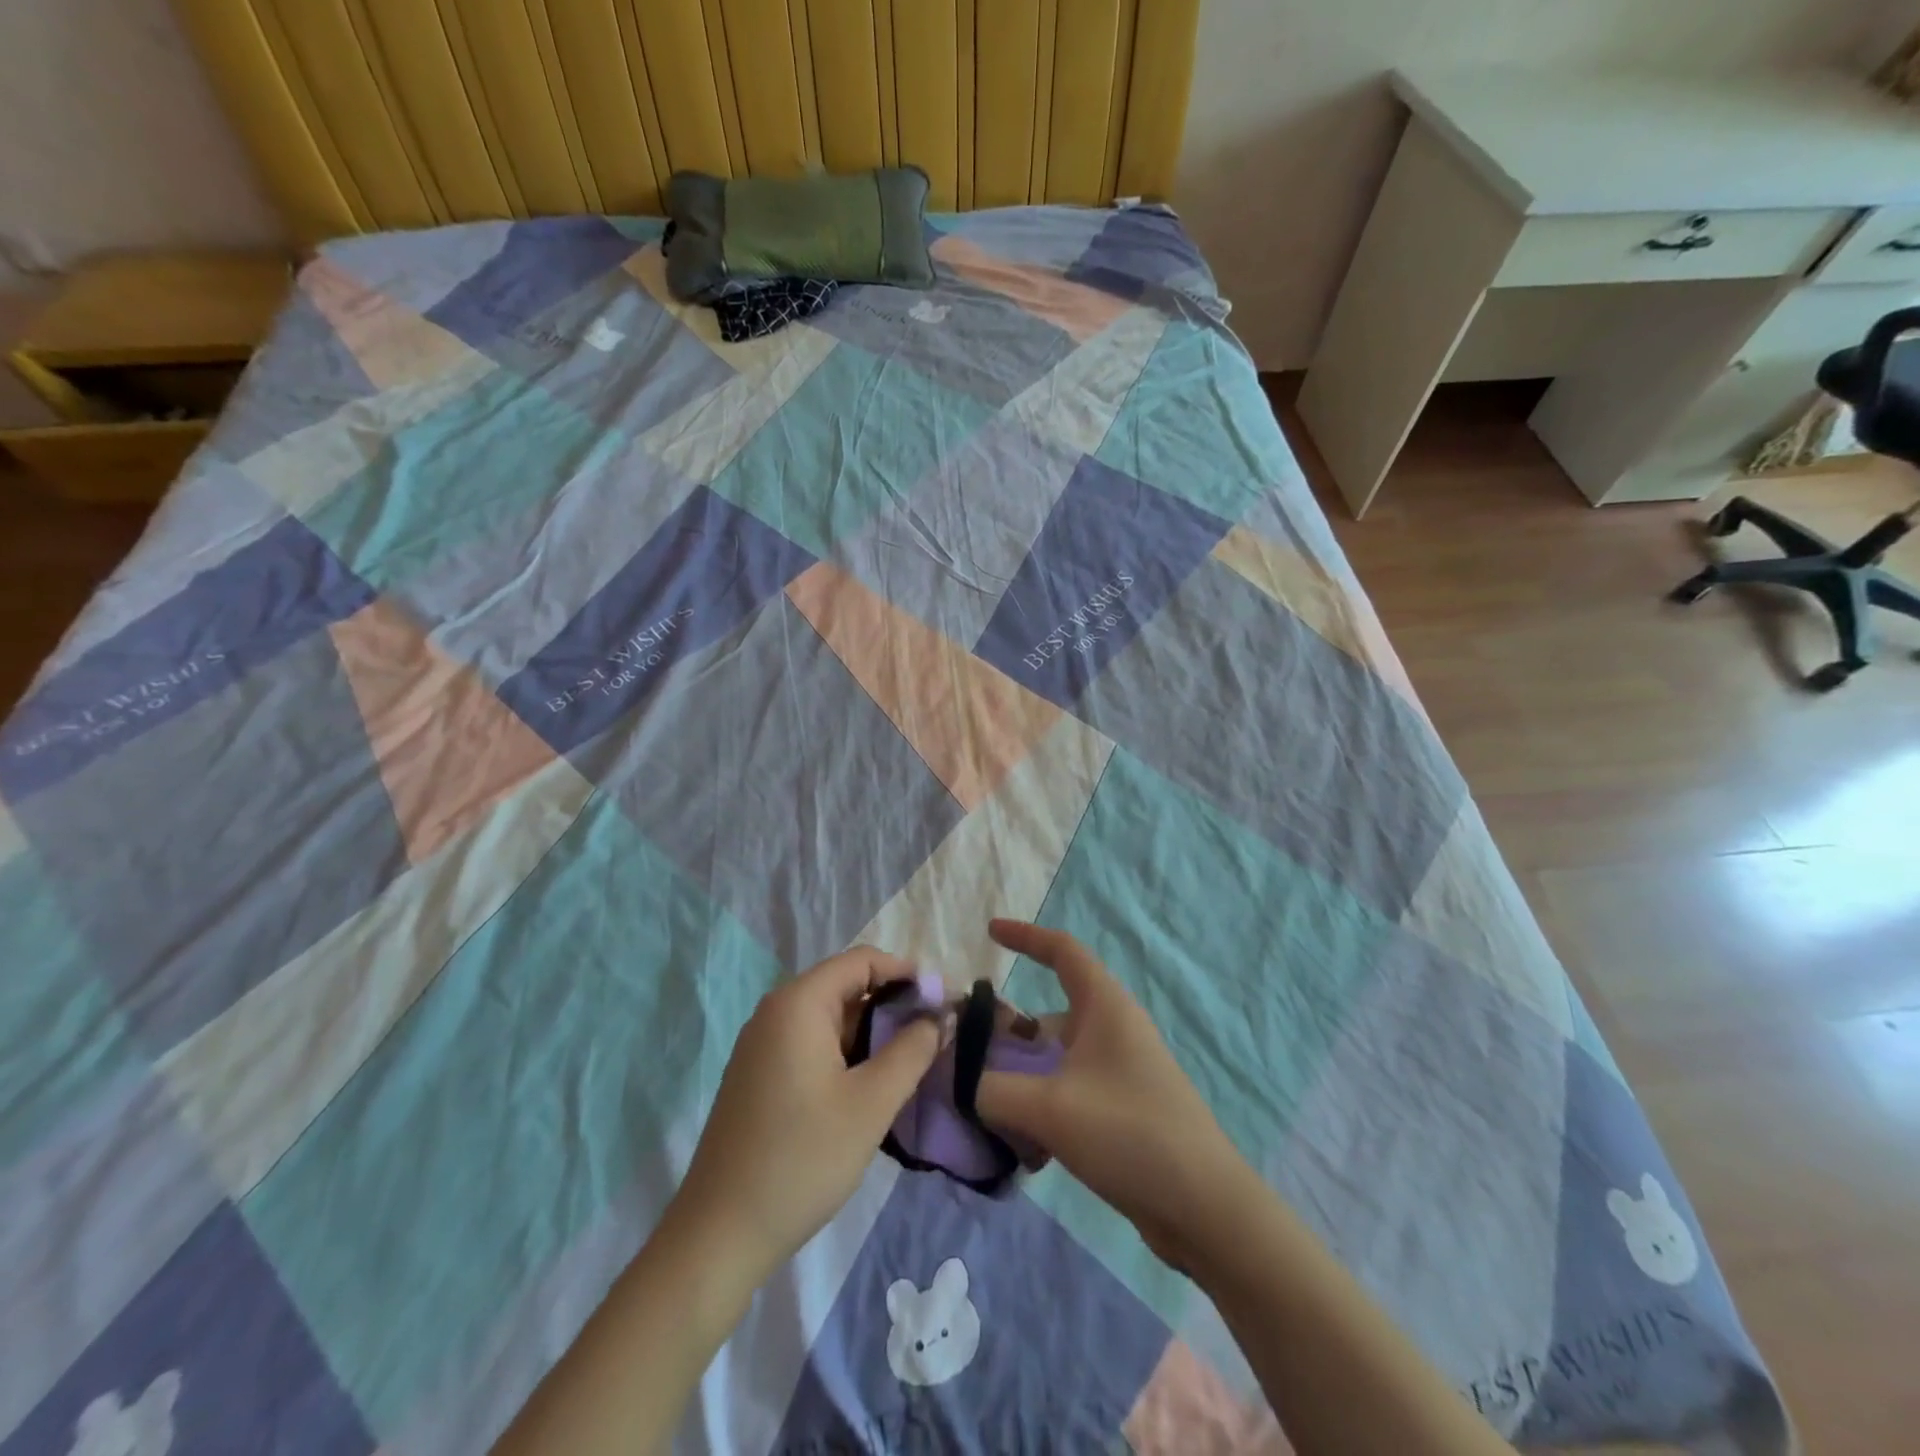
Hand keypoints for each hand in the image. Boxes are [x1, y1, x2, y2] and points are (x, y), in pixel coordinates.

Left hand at [665, 947, 946, 1288]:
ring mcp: (762, 1043)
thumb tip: (941, 1016)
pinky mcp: (760, 1073)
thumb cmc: (801, 1159)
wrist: (719, 1235)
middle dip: (893, 1002)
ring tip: (912, 1058)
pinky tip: (871, 1082)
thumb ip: (912, 1051)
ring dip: (872, 1029)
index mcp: (798, 1003)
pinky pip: (812, 1041)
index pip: (863, 960)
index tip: (943, 1001)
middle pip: (846, 984)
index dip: (907, 972)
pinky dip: (847, 1049)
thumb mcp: (871, 1104)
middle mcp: (776, 1011)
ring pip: (830, 1016)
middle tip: (934, 1033)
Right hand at [975, 919, 1247, 1270]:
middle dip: (1006, 1035)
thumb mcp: (1050, 1107)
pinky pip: (1068, 1094)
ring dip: (1020, 1081)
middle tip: (965, 1059)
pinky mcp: (1121, 1110)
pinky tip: (1023, 1151)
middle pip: (1047, 1016)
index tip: (989, 932)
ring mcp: (1119, 1071)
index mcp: (1104, 1007)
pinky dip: (1041, 1109)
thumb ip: (991, 1089)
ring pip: (1054, 1061)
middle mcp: (1112, 1030)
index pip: (1062, 951)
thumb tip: (956, 1080)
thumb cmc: (1130, 1133)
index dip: (1025, 936)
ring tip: (986, 1113)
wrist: (1206, 1209)